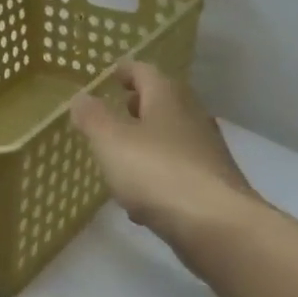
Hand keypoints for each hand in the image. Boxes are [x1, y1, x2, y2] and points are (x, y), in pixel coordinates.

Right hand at [70, 61, 255, 239]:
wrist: (217, 225)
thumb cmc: (157, 172)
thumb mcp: (111, 141)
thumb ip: (93, 117)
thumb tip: (81, 97)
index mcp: (167, 98)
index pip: (145, 72)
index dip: (126, 71)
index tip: (112, 73)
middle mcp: (192, 117)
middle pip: (163, 102)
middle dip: (138, 105)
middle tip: (116, 110)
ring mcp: (206, 152)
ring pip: (171, 137)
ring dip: (148, 141)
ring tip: (122, 156)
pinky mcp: (212, 185)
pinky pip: (178, 170)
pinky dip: (159, 174)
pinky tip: (142, 199)